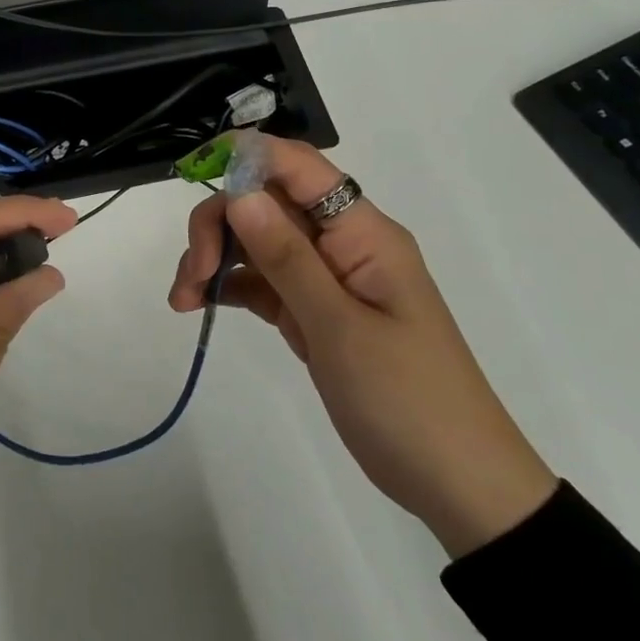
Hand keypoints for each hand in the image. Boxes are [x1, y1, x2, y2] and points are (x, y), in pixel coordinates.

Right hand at [169, 136, 556, 557]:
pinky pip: (261, 281)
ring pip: (256, 240)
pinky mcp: (312, 311)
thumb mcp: (339, 328)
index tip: (192, 173)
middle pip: (267, 202)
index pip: (299, 166)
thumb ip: (286, 257)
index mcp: (362, 232)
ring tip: (184, 301)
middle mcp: (341, 242)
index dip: (245, 157)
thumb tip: (240, 194)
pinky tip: (198, 306)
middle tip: (192, 273)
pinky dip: (228, 286)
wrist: (456, 483)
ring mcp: (326, 277)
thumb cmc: (407, 400)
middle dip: (220, 223)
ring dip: (215, 257)